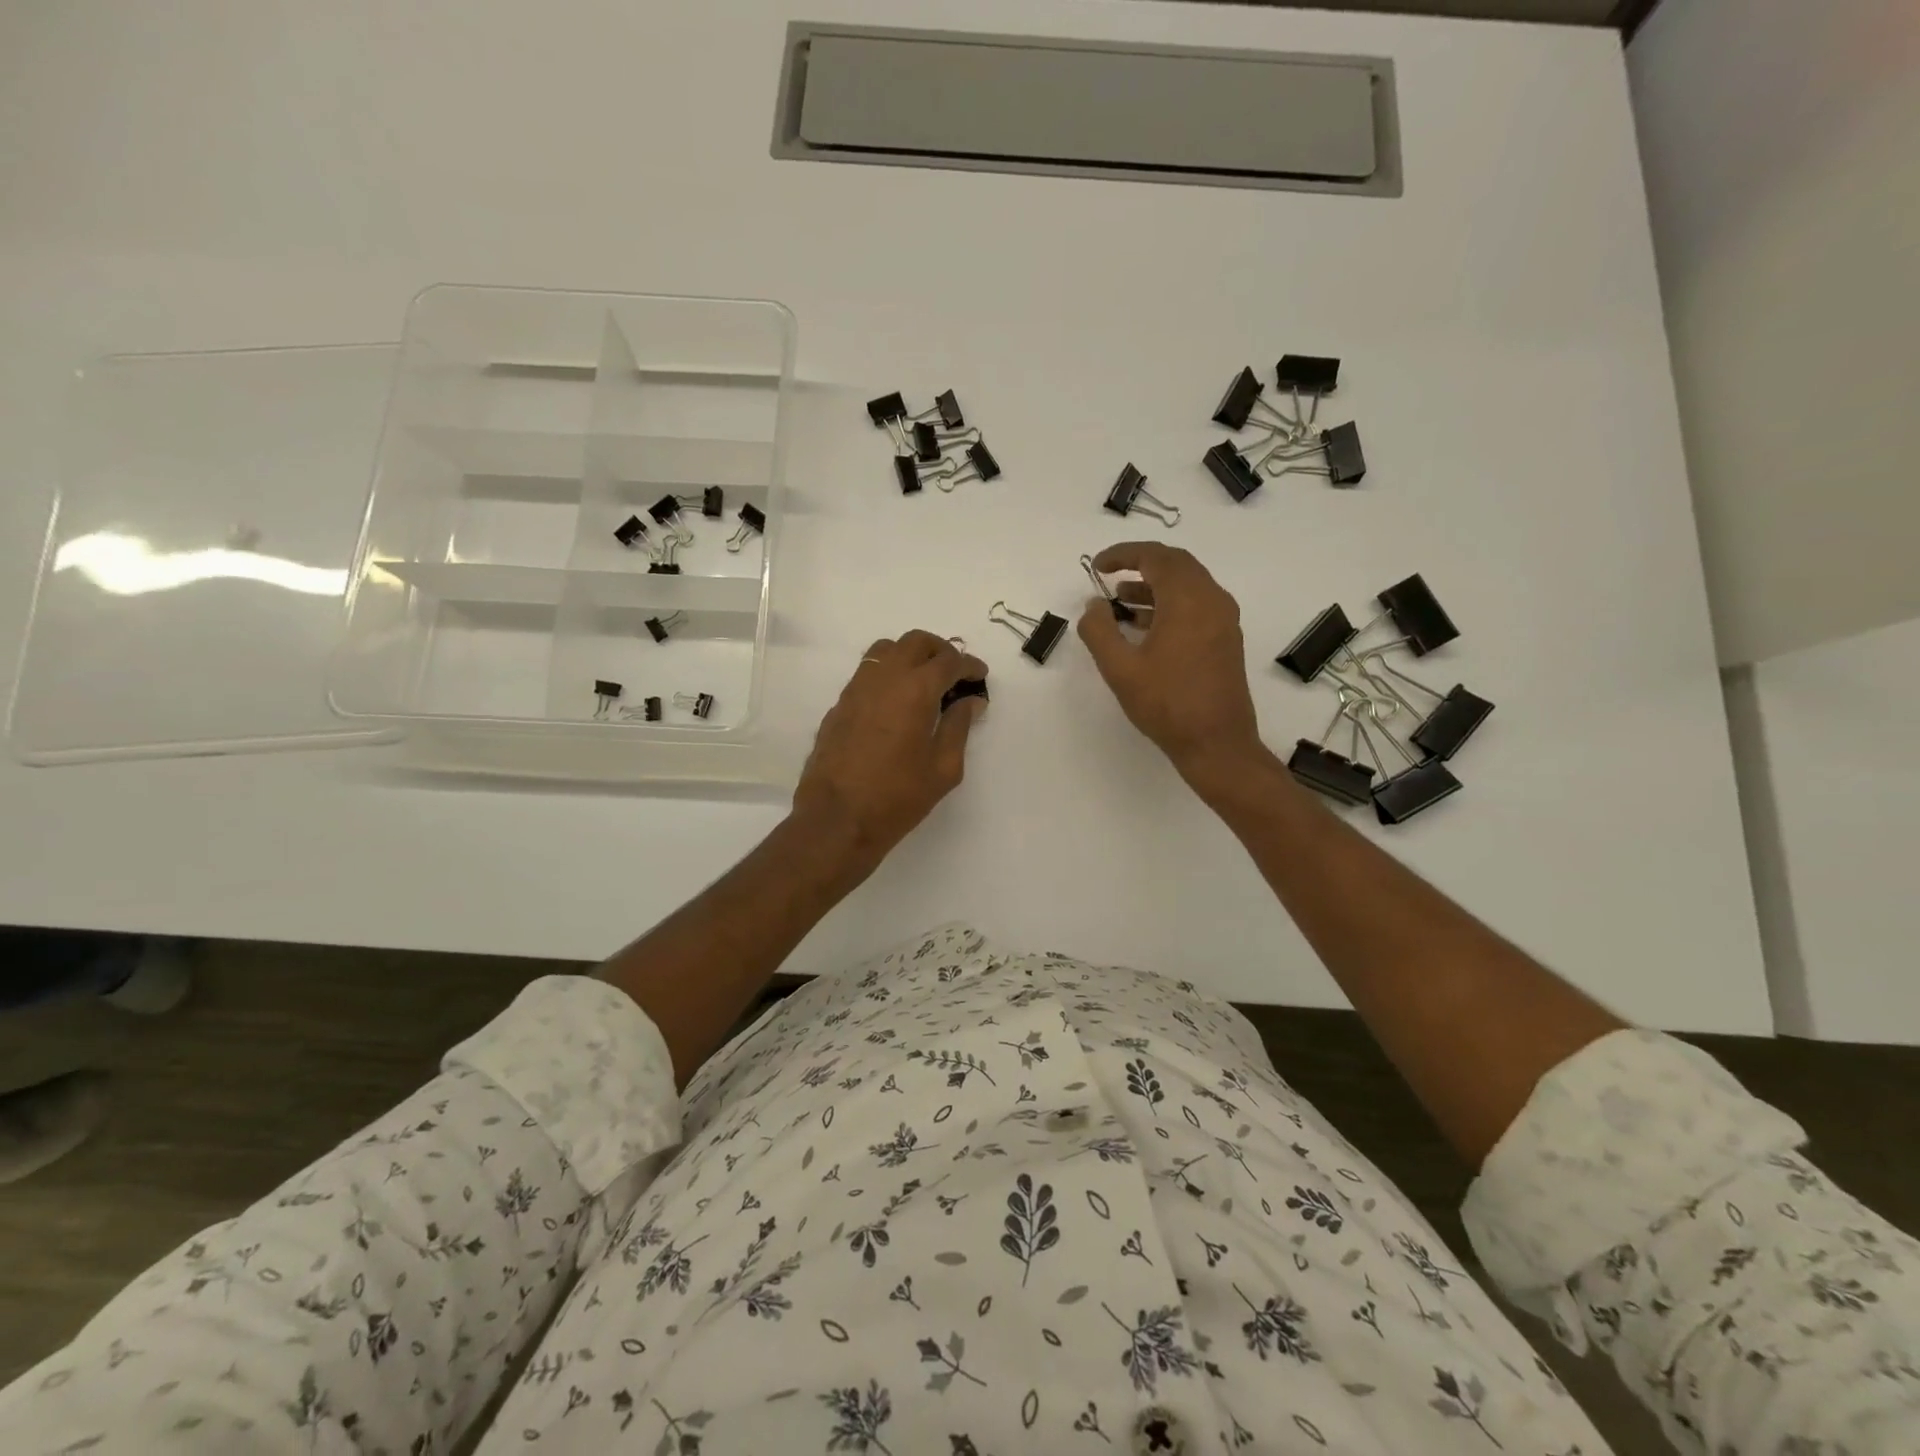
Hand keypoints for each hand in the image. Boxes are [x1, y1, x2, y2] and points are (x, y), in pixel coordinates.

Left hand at [792, 631, 988, 877]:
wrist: (837, 819)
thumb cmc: (897, 797)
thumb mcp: (943, 768)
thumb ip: (958, 727)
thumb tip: (969, 702)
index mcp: (915, 690)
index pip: (949, 661)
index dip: (969, 665)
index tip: (980, 676)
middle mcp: (884, 678)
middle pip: (915, 642)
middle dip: (940, 650)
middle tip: (955, 672)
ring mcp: (856, 688)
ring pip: (886, 650)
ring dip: (910, 656)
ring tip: (924, 681)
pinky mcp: (839, 705)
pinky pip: (867, 673)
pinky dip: (888, 674)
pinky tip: (896, 702)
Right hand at [1078, 542, 1264, 786]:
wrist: (1216, 743)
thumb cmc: (1166, 704)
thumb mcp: (1120, 668)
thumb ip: (1099, 630)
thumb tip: (1093, 604)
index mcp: (1188, 599)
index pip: (1155, 557)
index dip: (1123, 554)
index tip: (1096, 566)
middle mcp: (1212, 600)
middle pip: (1176, 564)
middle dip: (1140, 564)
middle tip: (1109, 575)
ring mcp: (1223, 620)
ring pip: (1187, 585)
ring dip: (1154, 586)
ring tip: (1120, 602)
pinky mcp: (1226, 639)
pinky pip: (1196, 605)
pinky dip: (1169, 604)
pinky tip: (1144, 626)